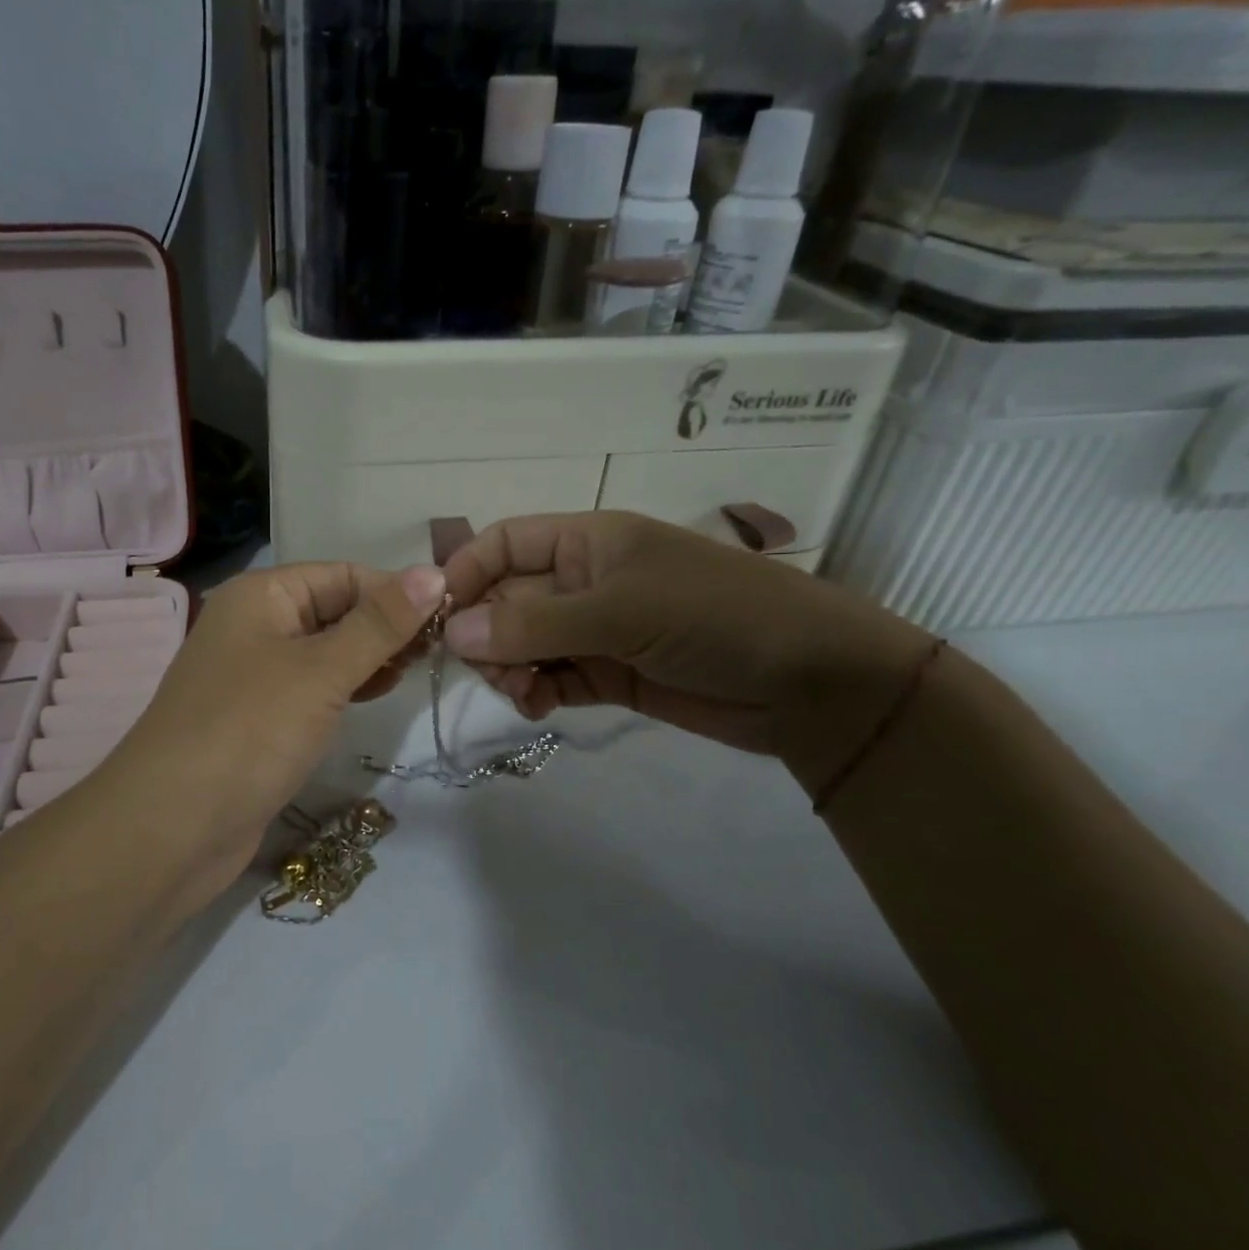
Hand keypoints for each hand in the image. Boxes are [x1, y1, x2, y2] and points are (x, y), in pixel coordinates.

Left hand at [103, 563, 446, 904]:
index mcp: (262, 595)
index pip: (343, 575)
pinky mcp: (258, 718)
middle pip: (334, 610)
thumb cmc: (250, 731)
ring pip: (325, 651)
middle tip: (438, 651)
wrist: (171, 828)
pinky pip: (311, 688)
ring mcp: (253, 674)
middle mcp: (254, 625)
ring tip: (415, 672)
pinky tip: (375, 696)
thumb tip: (434, 571)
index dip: (395, 591)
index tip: (449, 617)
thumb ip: (380, 623)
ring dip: (369, 657)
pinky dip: (345, 687)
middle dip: (385, 626)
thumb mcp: (322, 670)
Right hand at [440, 512, 934, 789]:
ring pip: (523, 644)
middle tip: (488, 670)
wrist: (811, 683)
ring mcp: (596, 631)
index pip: (504, 544)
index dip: (466, 573)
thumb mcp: (623, 611)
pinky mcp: (610, 674)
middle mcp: (583, 581)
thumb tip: (452, 633)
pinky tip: (537, 708)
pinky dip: (535, 692)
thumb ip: (535, 624)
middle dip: (486, 633)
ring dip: (508, 667)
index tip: (437, 618)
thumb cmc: (716, 616)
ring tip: (519, 692)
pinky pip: (552, 679)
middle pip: (506, 599)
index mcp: (586, 541)